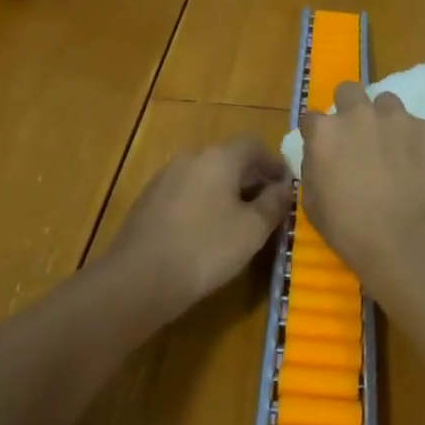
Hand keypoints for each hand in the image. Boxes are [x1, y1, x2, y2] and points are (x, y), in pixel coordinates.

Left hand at [106, 137, 292, 319]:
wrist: (137, 280)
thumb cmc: (205, 249)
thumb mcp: (252, 230)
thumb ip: (274, 203)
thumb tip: (287, 186)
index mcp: (220, 157)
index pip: (254, 144)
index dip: (274, 164)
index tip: (286, 188)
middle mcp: (192, 157)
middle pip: (229, 159)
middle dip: (251, 179)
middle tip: (266, 208)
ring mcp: (166, 177)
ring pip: (206, 176)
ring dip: (225, 192)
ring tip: (237, 223)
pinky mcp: (148, 200)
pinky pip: (186, 193)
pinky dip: (202, 204)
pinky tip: (204, 233)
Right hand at [298, 82, 424, 295]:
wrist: (412, 243)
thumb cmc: (354, 233)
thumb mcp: (314, 206)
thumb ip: (314, 169)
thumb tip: (321, 156)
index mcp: (326, 133)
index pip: (312, 118)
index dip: (318, 133)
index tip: (326, 148)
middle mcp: (359, 115)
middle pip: (349, 91)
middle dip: (351, 107)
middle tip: (359, 135)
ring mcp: (397, 118)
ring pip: (387, 103)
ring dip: (386, 120)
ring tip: (395, 149)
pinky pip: (418, 126)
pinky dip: (416, 141)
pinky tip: (422, 167)